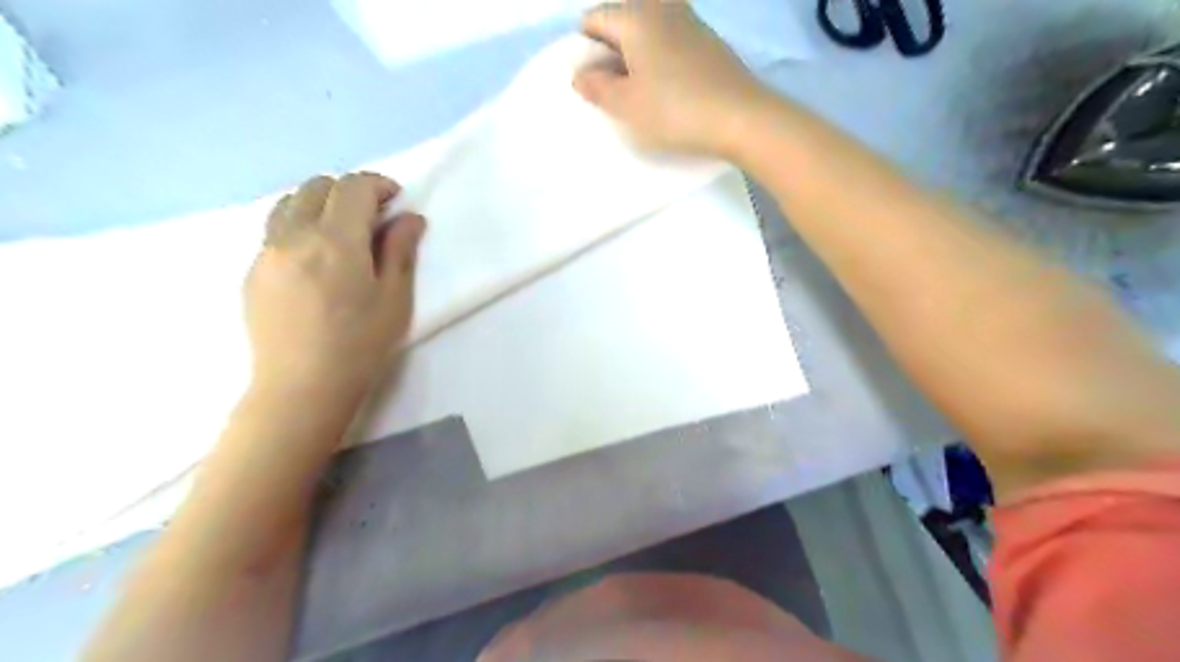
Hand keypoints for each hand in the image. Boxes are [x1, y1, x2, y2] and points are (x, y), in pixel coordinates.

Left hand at [247, 174, 425, 399]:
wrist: (302, 386)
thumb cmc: (360, 344)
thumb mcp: (394, 298)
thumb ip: (400, 251)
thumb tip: (409, 217)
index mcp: (336, 240)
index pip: (353, 187)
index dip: (378, 185)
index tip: (396, 200)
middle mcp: (294, 235)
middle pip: (317, 186)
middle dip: (349, 191)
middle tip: (373, 217)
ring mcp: (266, 252)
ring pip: (290, 202)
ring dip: (320, 204)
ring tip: (341, 232)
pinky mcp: (252, 271)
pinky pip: (275, 229)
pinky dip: (299, 225)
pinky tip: (316, 258)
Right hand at [575, 1, 776, 158]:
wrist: (741, 117)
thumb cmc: (674, 111)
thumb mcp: (626, 106)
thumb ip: (597, 88)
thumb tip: (580, 74)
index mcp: (636, 17)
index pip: (595, 18)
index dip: (585, 49)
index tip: (591, 82)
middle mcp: (663, 9)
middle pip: (623, 19)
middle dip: (611, 48)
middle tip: (613, 86)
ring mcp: (691, 22)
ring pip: (650, 29)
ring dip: (637, 54)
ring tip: (639, 90)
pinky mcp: (710, 43)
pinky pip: (673, 41)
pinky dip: (661, 57)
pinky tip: (668, 89)